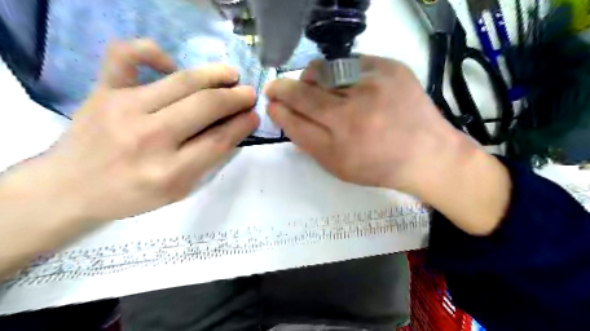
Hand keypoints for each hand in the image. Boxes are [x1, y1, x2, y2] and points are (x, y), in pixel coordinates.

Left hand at [33, 40, 258, 222]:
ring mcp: (123, 109)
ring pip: (181, 81)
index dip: (243, 124)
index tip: (254, 115)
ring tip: (231, 75)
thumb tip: (234, 129)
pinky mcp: (103, 91)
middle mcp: (149, 138)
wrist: (70, 188)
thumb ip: (208, 161)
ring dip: (214, 75)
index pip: (219, 140)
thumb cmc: (132, 195)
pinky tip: (171, 64)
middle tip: (249, 94)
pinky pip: (126, 56)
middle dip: (235, 98)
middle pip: (205, 107)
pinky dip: (151, 51)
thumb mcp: (179, 190)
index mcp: (170, 171)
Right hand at [266, 56, 509, 234]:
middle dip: (283, 88)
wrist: (426, 155)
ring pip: (323, 71)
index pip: (294, 118)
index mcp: (338, 143)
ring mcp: (373, 85)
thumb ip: (308, 141)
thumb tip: (285, 114)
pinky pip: (350, 61)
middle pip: (303, 92)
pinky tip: (344, 83)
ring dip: (310, 78)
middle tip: (278, 88)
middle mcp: (352, 113)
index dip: (278, 108)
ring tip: (312, 85)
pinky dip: (339, 71)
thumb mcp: (338, 166)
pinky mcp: (390, 68)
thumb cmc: (377, 166)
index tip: (271, 103)